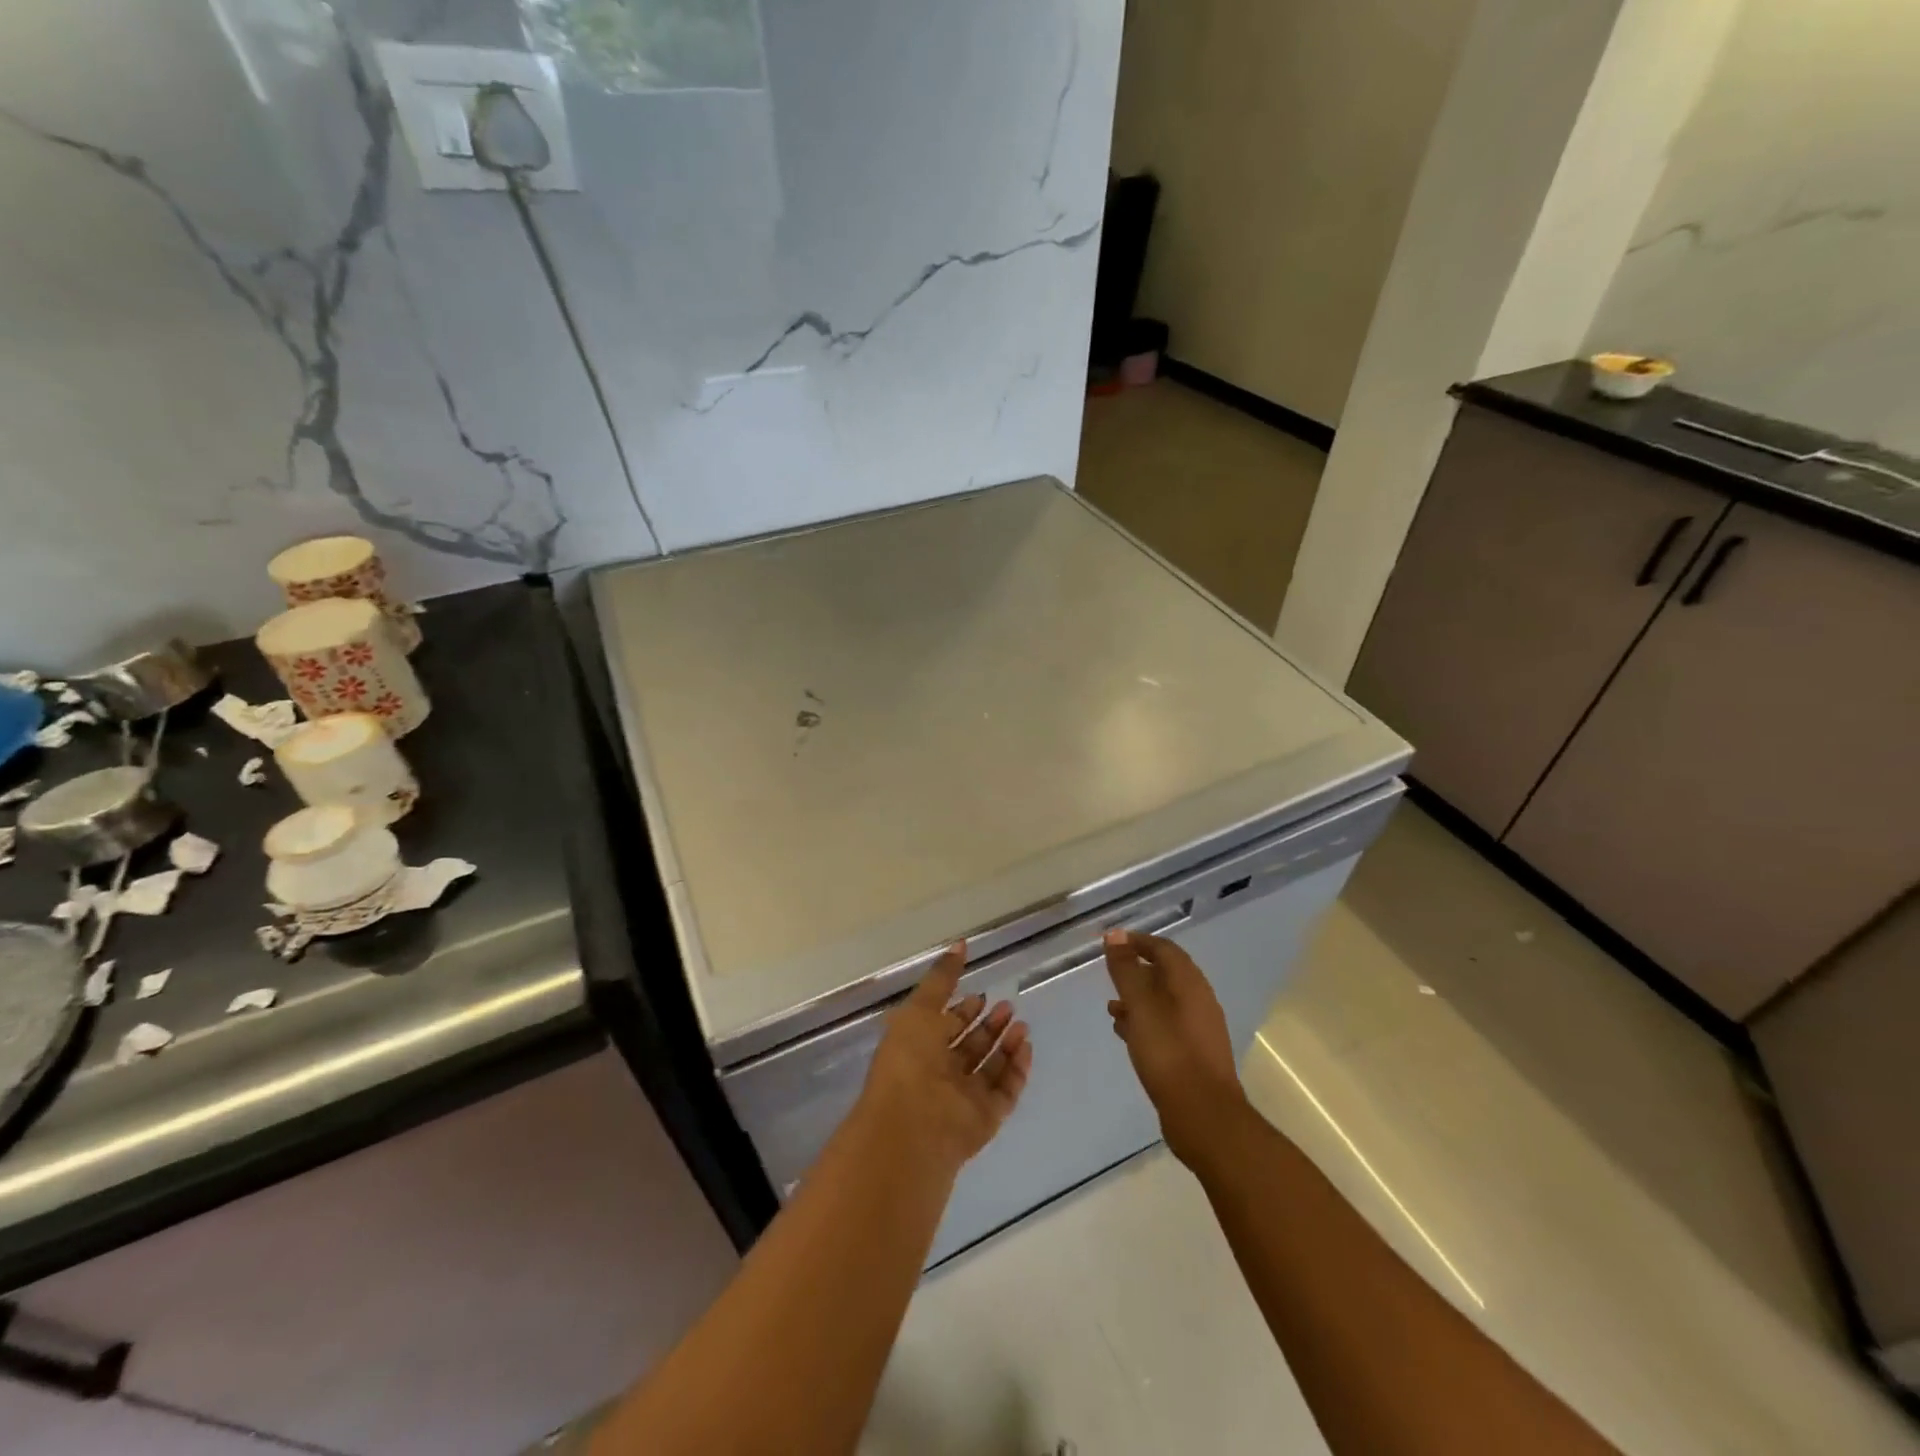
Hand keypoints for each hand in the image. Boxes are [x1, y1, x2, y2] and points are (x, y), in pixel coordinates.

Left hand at [854, 942, 1032, 1178]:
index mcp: (917, 1048)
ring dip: (1005, 1044)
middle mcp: (940, 1074)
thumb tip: (960, 944)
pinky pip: (1005, 1090)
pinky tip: (1026, 1046)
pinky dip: (1016, 1069)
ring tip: (1021, 1022)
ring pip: (989, 1067)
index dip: (962, 1010)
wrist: (914, 1124)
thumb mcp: (920, 1008)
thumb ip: (942, 978)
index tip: (980, 994)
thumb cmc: (909, 1060)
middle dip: (988, 1024)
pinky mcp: (985, 1118)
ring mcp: (963, 1098)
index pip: (944, 1026)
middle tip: (1007, 1005)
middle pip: (969, 1046)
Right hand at [1104, 929, 1248, 1166]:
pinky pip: (1165, 1026)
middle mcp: (1198, 1001)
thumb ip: (1126, 971)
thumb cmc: (1169, 1053)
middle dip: (1136, 971)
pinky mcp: (1193, 1055)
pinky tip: (1125, 1034)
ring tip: (1111, 1006)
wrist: (1204, 1116)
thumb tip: (1116, 935)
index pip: (1164, 949)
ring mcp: (1198, 1030)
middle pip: (1166, 975)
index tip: (1111, 943)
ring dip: (1138, 999)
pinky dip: (1144, 1022)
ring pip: (1164, 1003)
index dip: (1137, 942)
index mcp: (1190, 984)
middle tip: (1109, 974)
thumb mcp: (1141, 1006)